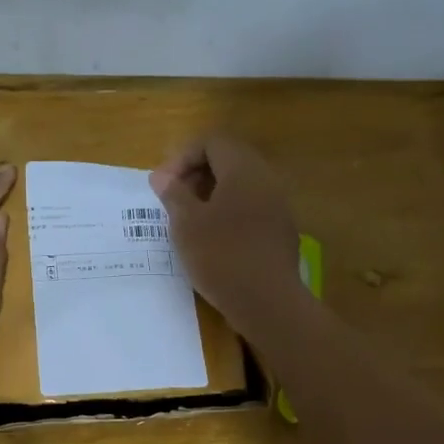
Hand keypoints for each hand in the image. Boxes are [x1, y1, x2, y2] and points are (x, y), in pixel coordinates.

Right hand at [149, 137, 299, 331]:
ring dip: (211, 194)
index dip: (182, 157)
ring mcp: (278, 205)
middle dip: (196, 174)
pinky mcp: (281, 230)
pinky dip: (228, 212)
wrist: (268, 302)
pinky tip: (212, 239)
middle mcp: (266, 179)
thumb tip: (162, 176)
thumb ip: (173, 194)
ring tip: (189, 220)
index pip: (211, 142)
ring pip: (240, 185)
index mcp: (243, 170)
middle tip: (173, 199)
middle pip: (228, 160)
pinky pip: (251, 207)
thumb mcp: (186, 224)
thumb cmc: (221, 256)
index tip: (163, 185)